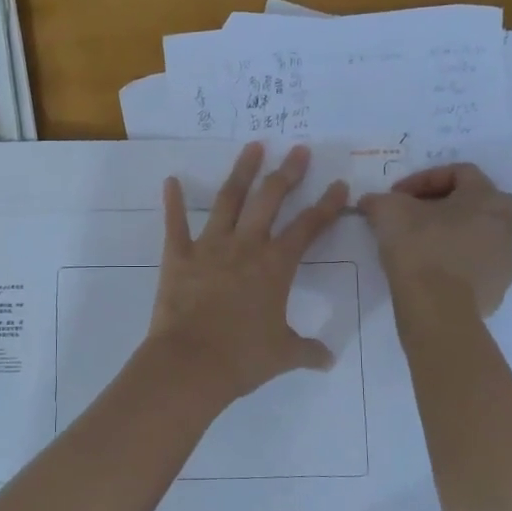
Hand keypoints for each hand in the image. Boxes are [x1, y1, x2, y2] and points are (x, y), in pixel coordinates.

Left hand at [148, 142, 348, 402]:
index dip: (327, 205)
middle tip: (298, 150)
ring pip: (229, 200)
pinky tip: (171, 180)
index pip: (309, 227)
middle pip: (270, 199)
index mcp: (276, 266)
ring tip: (253, 146)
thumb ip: (307, 351)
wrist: (190, 364)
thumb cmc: (242, 358)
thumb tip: (329, 359)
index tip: (340, 184)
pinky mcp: (178, 256)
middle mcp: (245, 246)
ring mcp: (209, 247)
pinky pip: (175, 224)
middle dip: (287, 173)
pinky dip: (173, 202)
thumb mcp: (283, 355)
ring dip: (242, 172)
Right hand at [358, 163, 511, 316]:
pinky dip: (454, 262)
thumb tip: (371, 202)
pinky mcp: (498, 289)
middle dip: (441, 205)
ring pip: (476, 235)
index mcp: (487, 197)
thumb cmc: (419, 247)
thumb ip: (380, 199)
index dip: (424, 179)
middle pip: (473, 204)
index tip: (397, 194)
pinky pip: (474, 266)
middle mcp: (506, 225)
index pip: (459, 173)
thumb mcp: (388, 211)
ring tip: (418, 244)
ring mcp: (505, 259)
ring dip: (450, 234)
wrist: (437, 308)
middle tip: (412, 215)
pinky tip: (429, 271)